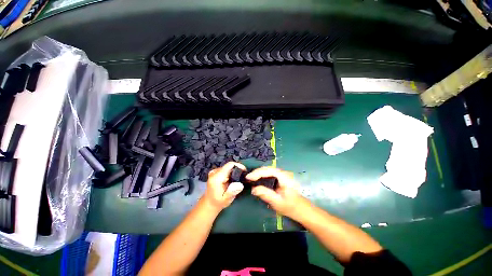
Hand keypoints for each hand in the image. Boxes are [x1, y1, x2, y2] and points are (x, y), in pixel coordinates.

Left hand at [202, 162, 246, 210]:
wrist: (209, 203)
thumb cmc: (218, 202)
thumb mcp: (226, 199)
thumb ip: (232, 191)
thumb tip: (240, 184)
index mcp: (217, 177)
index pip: (230, 165)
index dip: (239, 166)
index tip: (245, 171)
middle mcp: (215, 172)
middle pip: (229, 166)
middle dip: (237, 170)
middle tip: (243, 178)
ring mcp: (214, 171)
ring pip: (228, 167)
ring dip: (234, 172)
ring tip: (238, 179)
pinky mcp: (215, 172)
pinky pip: (226, 169)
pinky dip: (230, 173)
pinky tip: (232, 180)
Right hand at [246, 167, 309, 219]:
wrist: (302, 210)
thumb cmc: (291, 207)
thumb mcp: (277, 202)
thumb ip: (265, 194)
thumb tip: (253, 189)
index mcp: (284, 177)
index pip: (269, 170)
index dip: (257, 172)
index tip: (248, 177)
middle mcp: (284, 173)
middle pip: (268, 168)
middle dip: (257, 172)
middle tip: (248, 178)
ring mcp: (283, 174)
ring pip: (268, 170)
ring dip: (259, 173)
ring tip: (251, 178)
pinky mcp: (281, 177)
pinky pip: (270, 173)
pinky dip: (263, 175)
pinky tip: (258, 180)